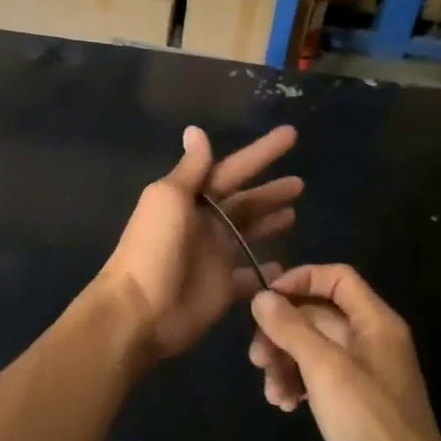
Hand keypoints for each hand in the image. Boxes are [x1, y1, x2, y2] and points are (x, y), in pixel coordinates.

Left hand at [99, 125, 300, 360]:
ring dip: (269, 220)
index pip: (232, 169)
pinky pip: (251, 275)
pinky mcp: (224, 288)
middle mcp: (205, 223)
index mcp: (191, 199)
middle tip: (301, 182)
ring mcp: (215, 256)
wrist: (140, 311)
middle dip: (270, 190)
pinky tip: (287, 265)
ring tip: (295, 211)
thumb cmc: (154, 248)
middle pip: (244, 201)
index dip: (261, 153)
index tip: (291, 135)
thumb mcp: (169, 198)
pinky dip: (267, 269)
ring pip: (249, 232)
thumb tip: (195, 130)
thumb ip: (190, 168)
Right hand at [248, 265, 440, 440]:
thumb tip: (261, 297)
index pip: (336, 278)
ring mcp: (363, 369)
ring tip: (272, 393)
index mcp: (374, 321)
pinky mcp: (354, 398)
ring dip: (285, 363)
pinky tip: (286, 405)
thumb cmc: (368, 419)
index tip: (265, 300)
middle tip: (257, 358)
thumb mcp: (324, 368)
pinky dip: (299, 383)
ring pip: (313, 347)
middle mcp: (370, 338)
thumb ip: (292, 328)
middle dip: (282, 333)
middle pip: (317, 315)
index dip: (300, 280)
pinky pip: (319, 375)